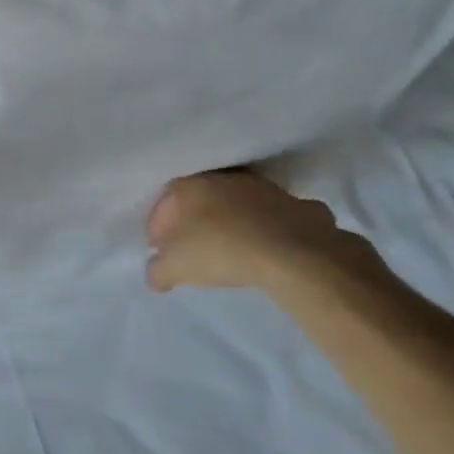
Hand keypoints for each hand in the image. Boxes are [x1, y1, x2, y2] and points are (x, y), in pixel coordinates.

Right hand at [146, 170, 393, 299]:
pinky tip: (270, 246)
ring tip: (231, 247)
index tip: (158, 249)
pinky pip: (275, 216)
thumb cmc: (221, 251)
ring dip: (232, 221)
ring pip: (239, 203)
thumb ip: (158, 270)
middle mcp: (225, 179)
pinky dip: (269, 227)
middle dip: (193, 221)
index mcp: (191, 186)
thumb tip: (155, 274)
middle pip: (201, 199)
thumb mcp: (175, 268)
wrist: (293, 254)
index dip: (158, 226)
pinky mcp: (298, 204)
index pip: (165, 202)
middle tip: (190, 247)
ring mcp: (265, 189)